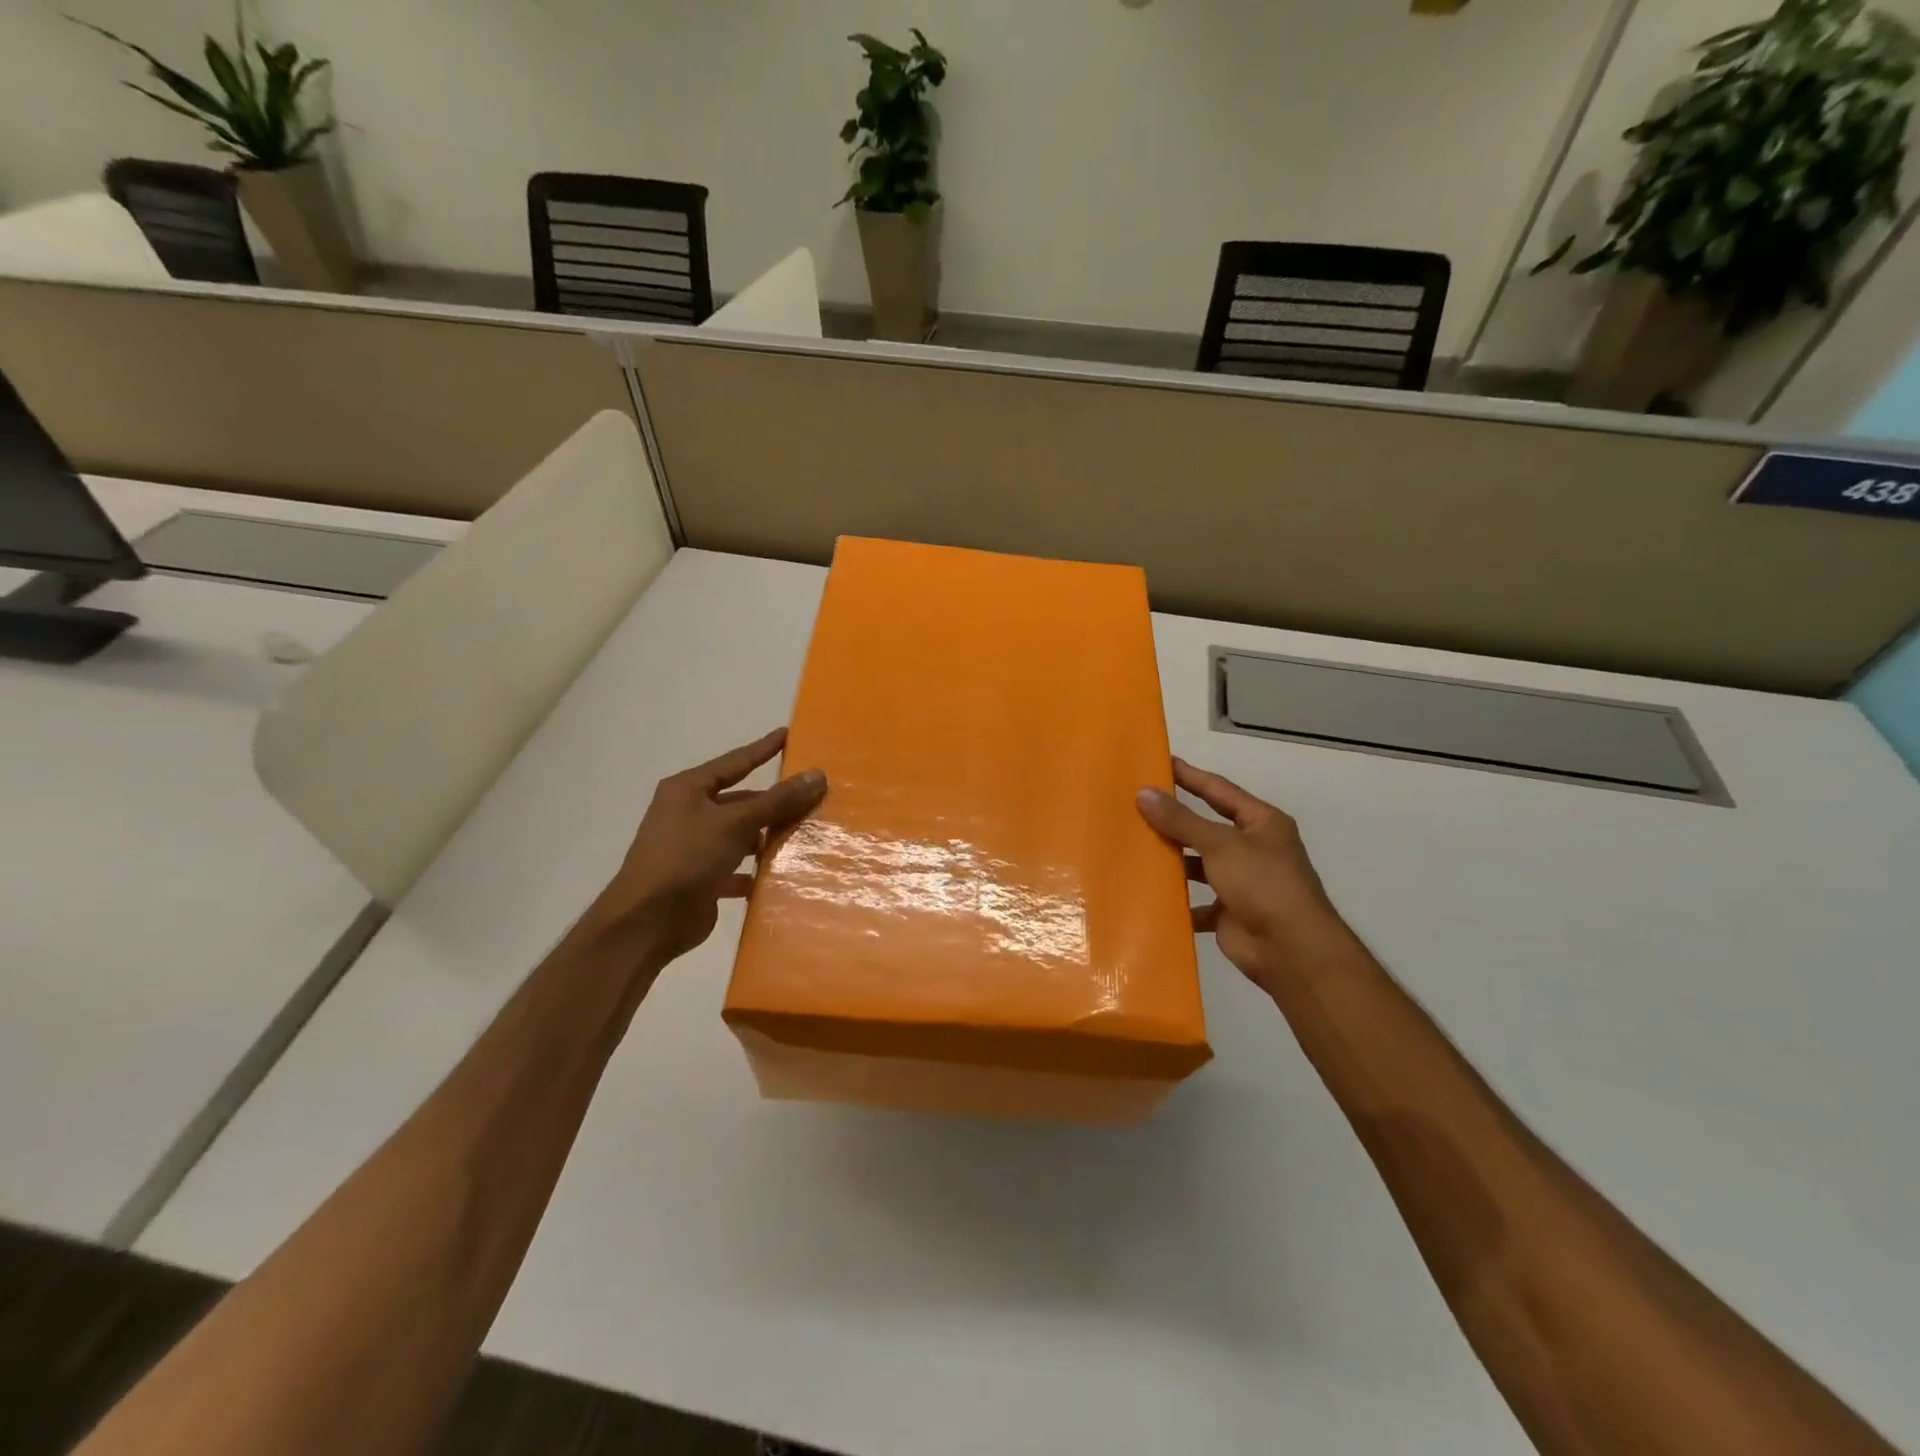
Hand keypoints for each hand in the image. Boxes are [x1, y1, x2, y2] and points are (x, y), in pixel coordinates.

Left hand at [593, 729, 826, 961]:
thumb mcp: (735, 822)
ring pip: (741, 835)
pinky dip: (756, 871)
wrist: (648, 921)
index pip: (734, 762)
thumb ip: (778, 800)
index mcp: (688, 790)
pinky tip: (782, 874)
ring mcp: (694, 848)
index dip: (762, 749)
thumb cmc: (687, 857)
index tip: (787, 734)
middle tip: (811, 798)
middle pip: (741, 801)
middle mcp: (689, 814)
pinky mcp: (701, 879)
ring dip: (767, 837)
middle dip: (773, 802)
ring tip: (805, 835)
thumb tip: (817, 775)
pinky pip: (736, 868)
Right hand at [1136, 758, 1347, 999]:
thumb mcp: (1220, 844)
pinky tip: (1148, 893)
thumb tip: (1143, 793)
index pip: (1220, 790)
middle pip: (1207, 828)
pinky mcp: (1229, 912)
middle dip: (1175, 820)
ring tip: (1134, 847)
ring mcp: (1241, 882)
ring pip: (1199, 864)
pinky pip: (1196, 901)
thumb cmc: (1262, 883)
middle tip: (1136, 805)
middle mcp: (1253, 849)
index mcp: (1262, 823)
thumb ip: (1181, 820)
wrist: (1290, 950)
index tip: (1161, 763)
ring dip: (1173, 860)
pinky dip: (1176, 900)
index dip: (1191, 776)